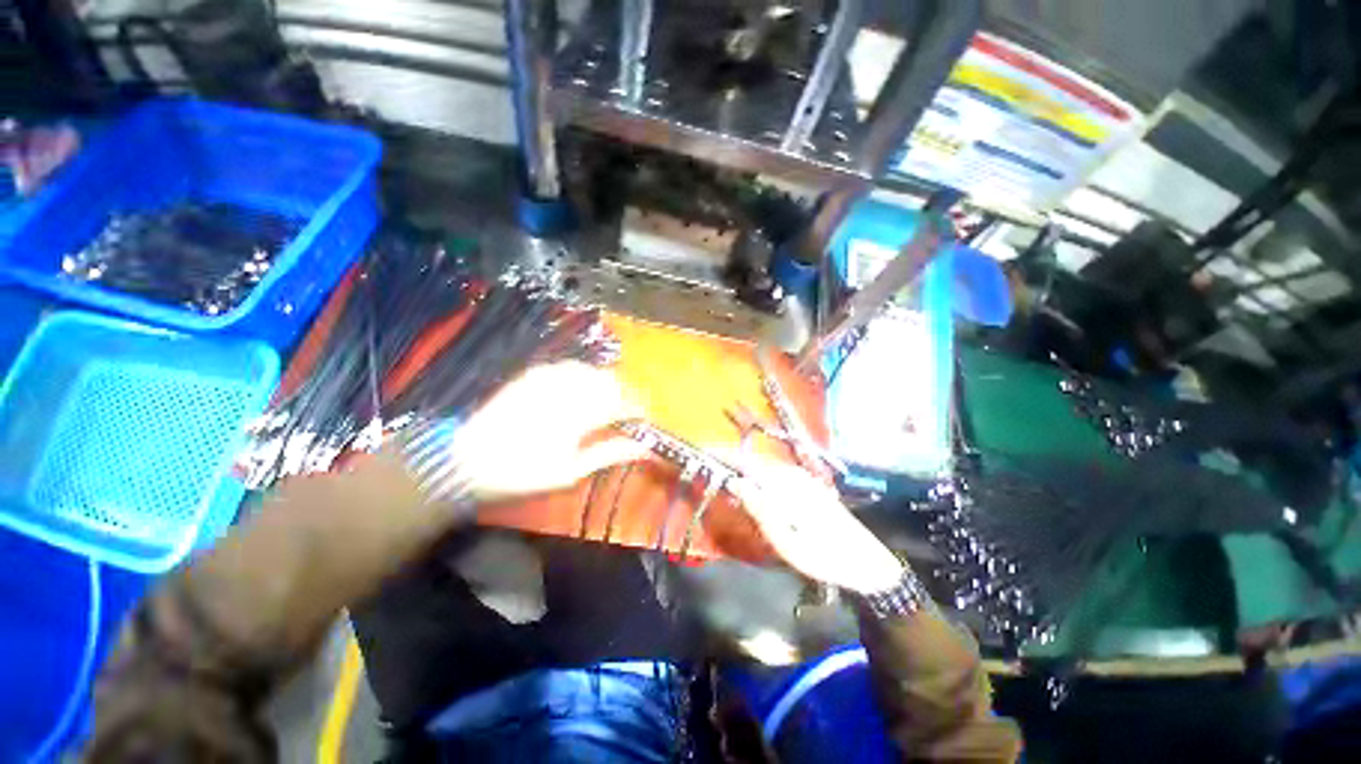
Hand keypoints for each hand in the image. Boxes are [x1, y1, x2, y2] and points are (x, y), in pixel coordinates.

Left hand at [446, 361, 649, 502]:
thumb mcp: (570, 471)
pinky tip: (582, 390)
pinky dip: (585, 376)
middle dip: (625, 395)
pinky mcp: (535, 373)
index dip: (639, 409)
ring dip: (607, 384)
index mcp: (579, 414)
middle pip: (612, 381)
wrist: (465, 459)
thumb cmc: (522, 472)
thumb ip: (609, 453)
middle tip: (627, 413)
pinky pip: (571, 366)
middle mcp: (568, 388)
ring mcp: (550, 376)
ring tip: (607, 403)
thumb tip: (644, 448)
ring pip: (593, 371)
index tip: (644, 420)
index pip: (624, 402)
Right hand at [725, 454, 904, 594]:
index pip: (746, 461)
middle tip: (715, 475)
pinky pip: (778, 476)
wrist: (865, 561)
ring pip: (766, 469)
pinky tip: (759, 494)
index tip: (704, 453)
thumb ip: (758, 506)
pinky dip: (761, 480)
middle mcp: (793, 474)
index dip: (724, 455)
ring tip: (732, 486)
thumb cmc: (821, 553)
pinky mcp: (810, 486)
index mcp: (785, 483)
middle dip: (733, 464)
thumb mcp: (784, 537)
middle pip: (755, 462)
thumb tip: (735, 481)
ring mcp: (804, 479)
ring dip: (747, 473)